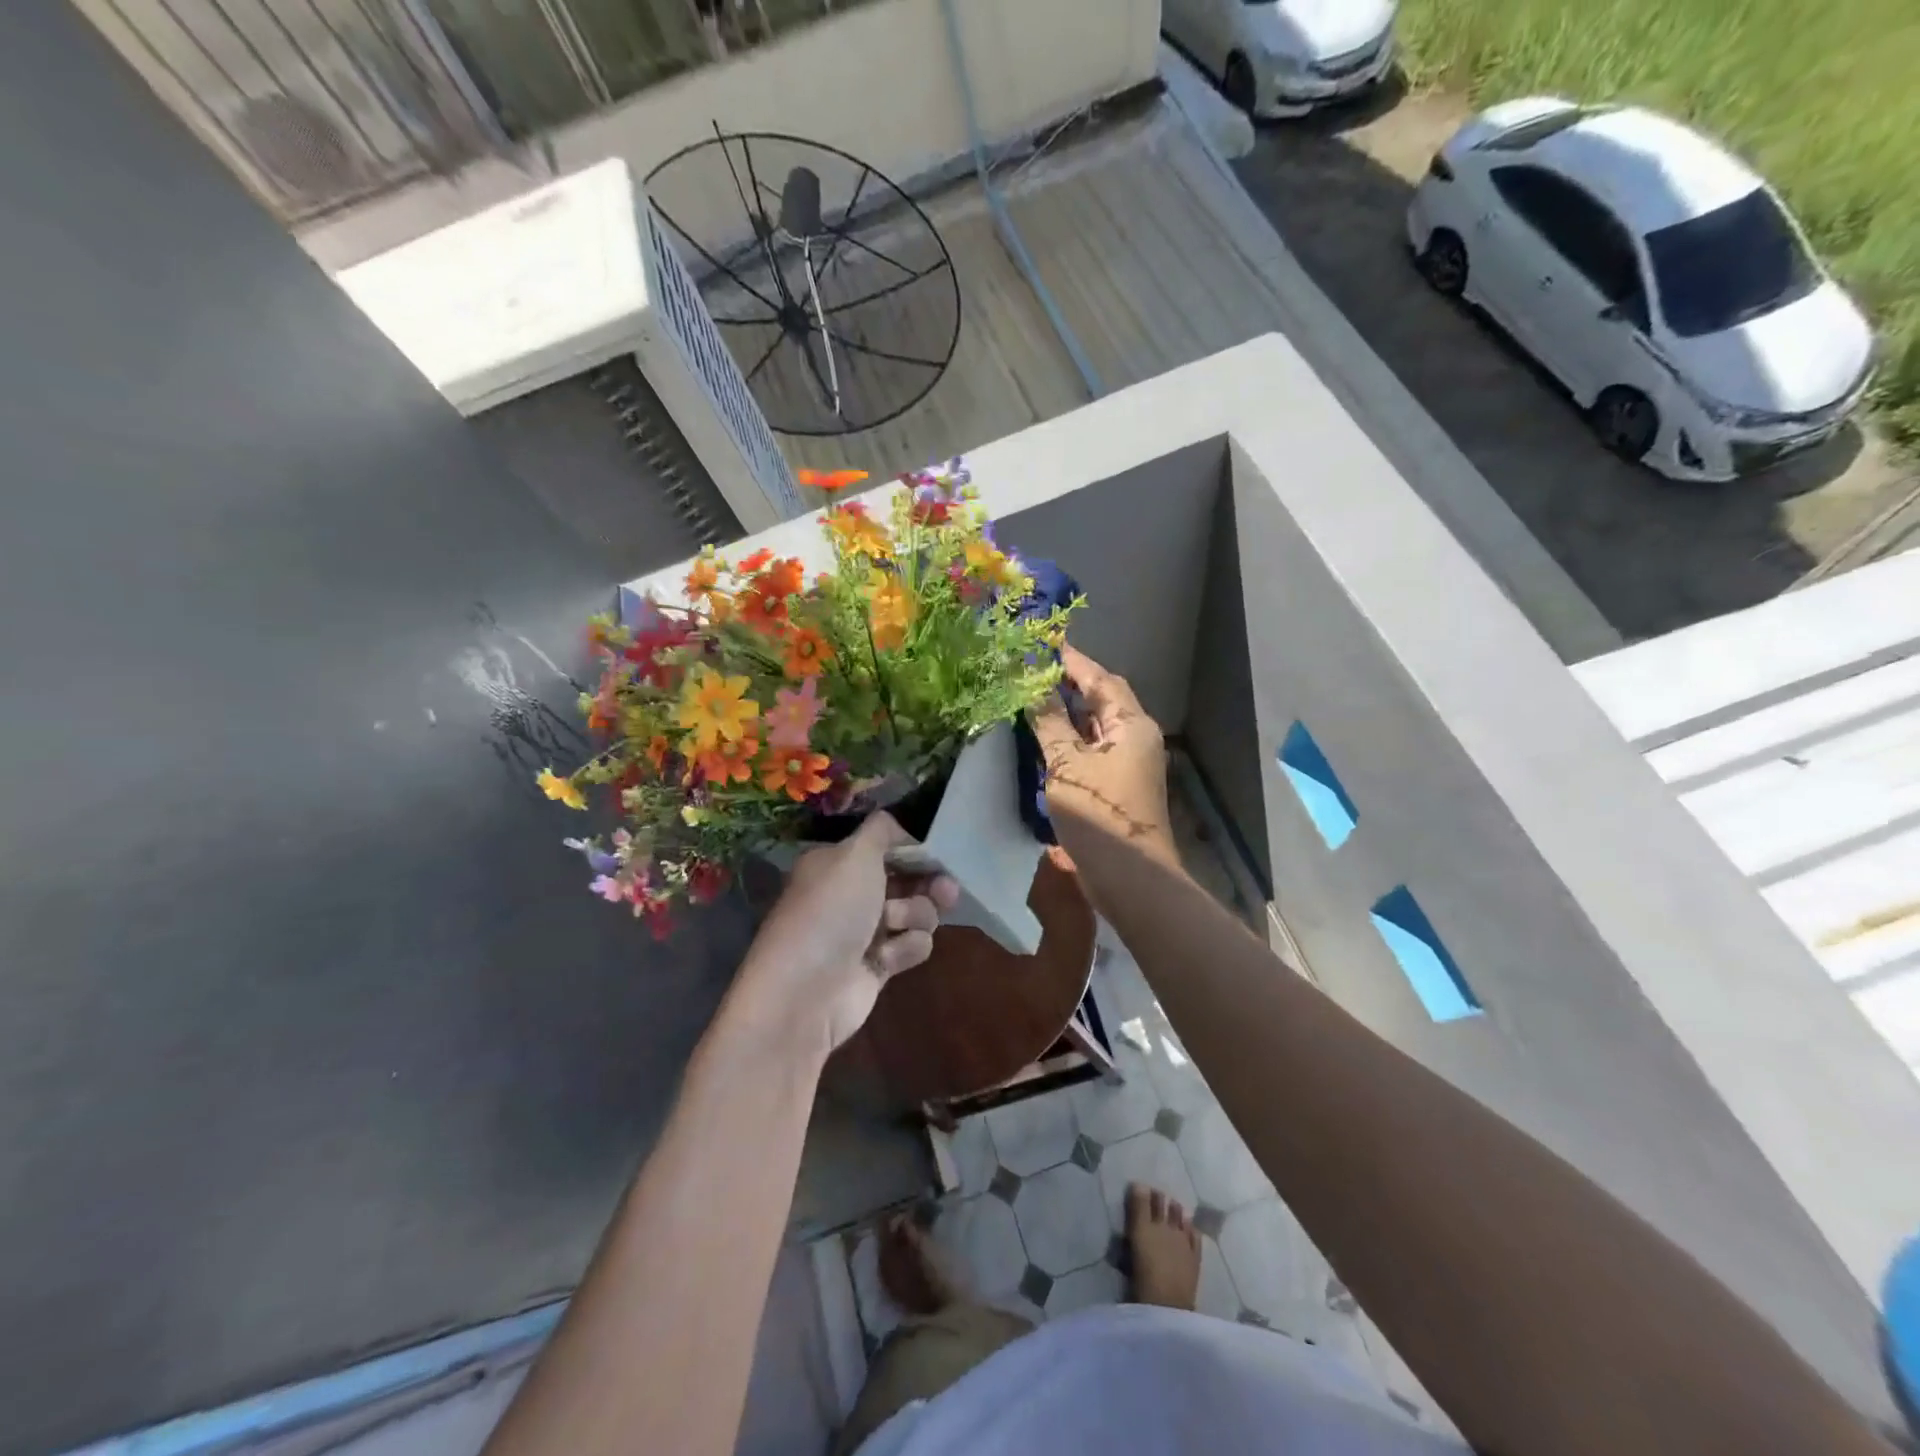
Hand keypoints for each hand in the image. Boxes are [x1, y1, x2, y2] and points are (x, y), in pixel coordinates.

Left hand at [734, 813, 959, 1057]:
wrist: (807, 992)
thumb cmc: (831, 911)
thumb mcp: (855, 854)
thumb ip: (882, 830)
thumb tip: (899, 824)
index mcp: (838, 863)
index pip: (886, 846)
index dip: (915, 848)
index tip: (939, 851)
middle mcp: (851, 893)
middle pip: (908, 879)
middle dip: (928, 883)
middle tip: (945, 889)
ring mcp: (865, 931)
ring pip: (917, 912)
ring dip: (914, 916)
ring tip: (895, 926)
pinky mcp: (879, 965)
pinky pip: (912, 946)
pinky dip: (905, 949)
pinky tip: (886, 960)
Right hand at [1029, 645, 1174, 866]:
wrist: (1130, 879)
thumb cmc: (1100, 815)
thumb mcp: (1067, 766)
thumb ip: (1049, 724)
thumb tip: (1031, 687)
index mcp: (1132, 725)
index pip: (1100, 680)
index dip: (1072, 661)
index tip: (1046, 641)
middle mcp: (1135, 738)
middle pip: (1102, 700)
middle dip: (1070, 683)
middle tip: (1034, 667)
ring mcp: (1128, 763)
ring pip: (1095, 726)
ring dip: (1068, 711)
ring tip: (1033, 694)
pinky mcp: (1116, 785)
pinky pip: (1091, 749)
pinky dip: (1069, 738)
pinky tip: (1045, 736)